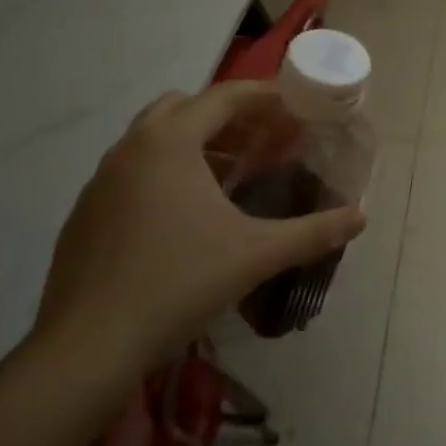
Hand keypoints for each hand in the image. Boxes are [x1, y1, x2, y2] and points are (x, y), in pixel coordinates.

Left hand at [30, 81, 366, 370]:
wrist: (87, 348)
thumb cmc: (178, 284)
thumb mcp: (255, 255)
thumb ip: (312, 232)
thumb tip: (360, 218)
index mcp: (170, 141)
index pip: (224, 96)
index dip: (263, 97)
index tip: (292, 106)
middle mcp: (130, 147)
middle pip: (184, 107)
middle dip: (226, 117)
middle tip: (260, 141)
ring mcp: (100, 179)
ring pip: (152, 138)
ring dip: (193, 143)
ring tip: (227, 175)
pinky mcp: (84, 212)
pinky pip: (131, 171)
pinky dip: (163, 172)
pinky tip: (182, 216)